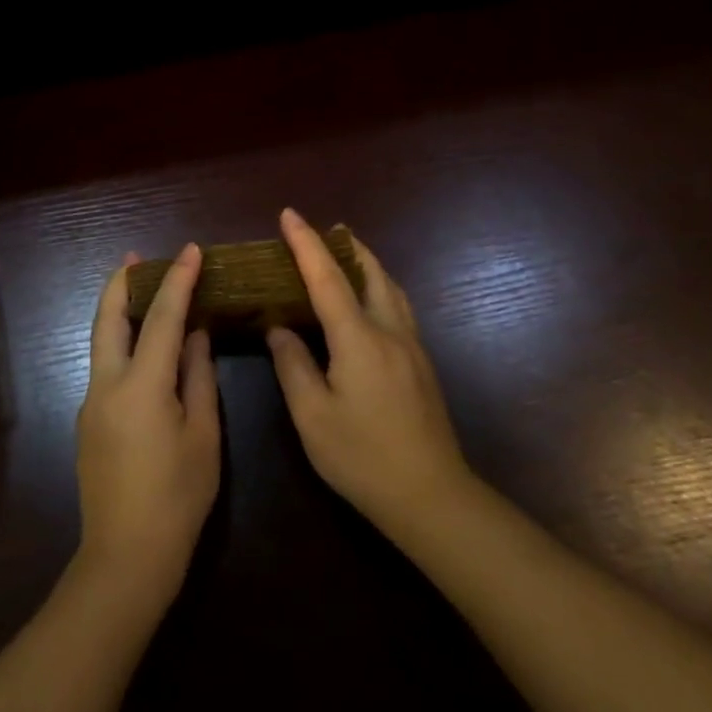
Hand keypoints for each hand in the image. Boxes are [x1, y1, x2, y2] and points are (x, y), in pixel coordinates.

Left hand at [75, 245, 221, 608]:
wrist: (126, 556)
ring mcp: (91, 403)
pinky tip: (143, 351)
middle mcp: (107, 385)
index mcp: (142, 386)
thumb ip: (198, 378)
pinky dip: (120, 344)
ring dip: (116, 311)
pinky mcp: (87, 422)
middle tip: (135, 257)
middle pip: (107, 319)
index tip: (190, 251)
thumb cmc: (178, 497)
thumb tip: (195, 336)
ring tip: (139, 292)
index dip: (177, 280)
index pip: (161, 318)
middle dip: (120, 283)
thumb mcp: (203, 436)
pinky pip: (104, 367)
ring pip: (100, 342)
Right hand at [267, 208, 470, 532]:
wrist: (430, 496)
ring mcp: (412, 348)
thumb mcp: (313, 416)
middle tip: (325, 229)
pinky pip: (399, 307)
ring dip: (368, 264)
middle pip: (371, 273)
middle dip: (347, 246)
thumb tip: (280, 329)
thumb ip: (293, 366)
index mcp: (359, 340)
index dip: (306, 244)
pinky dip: (379, 287)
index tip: (289, 215)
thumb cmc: (363, 457)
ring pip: (391, 288)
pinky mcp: (422, 365)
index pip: (328, 279)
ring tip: (347, 256)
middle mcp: (390, 332)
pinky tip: (370, 302)